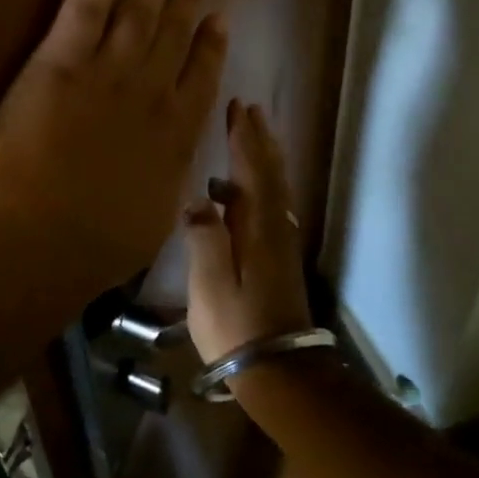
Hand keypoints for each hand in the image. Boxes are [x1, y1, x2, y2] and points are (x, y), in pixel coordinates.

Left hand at [0, 0, 227, 275]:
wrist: (40, 231)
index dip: (211, 47)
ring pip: (140, 14)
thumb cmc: (94, 243)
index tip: (219, 21)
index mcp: (175, 137)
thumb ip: (163, 190)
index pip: (200, 80)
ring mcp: (108, 70)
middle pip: (174, 37)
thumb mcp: (150, 224)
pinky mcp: (64, 57)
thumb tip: (168, 179)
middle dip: (188, 0)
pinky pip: (90, 2)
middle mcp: (151, 93)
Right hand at [184, 101, 312, 367]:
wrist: (278, 370)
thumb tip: (198, 199)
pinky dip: (263, 183)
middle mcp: (275, 226)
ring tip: (253, 135)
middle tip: (250, 110)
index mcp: (258, 226)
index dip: (245, 138)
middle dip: (259, 140)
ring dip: (265, 157)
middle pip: (270, 173)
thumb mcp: (210, 283)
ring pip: (275, 187)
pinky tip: (246, 190)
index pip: (252, 170)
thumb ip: (204, 237)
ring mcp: (280, 242)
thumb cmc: (237, 325)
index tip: (239, 107)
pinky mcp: (278, 257)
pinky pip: (272, 204)